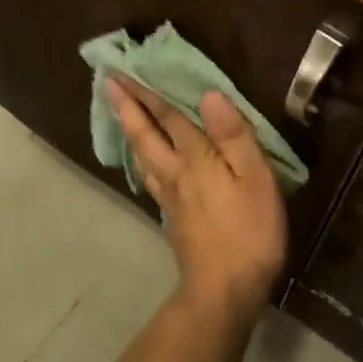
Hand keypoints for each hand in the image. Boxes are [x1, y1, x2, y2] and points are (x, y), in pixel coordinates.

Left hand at [106, 78, 287, 314]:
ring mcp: (170, 198)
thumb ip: (233, 135)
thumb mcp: (255, 178)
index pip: (169, 118)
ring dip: (131, 132)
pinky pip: (150, 179)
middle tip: (108, 84)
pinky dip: (142, 161)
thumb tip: (208, 94)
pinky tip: (145, 165)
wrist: (225, 289)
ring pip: (143, 157)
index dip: (147, 93)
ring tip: (121, 116)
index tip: (121, 72)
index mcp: (196, 158)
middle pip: (145, 135)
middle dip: (127, 107)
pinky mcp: (173, 219)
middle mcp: (176, 173)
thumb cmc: (249, 230)